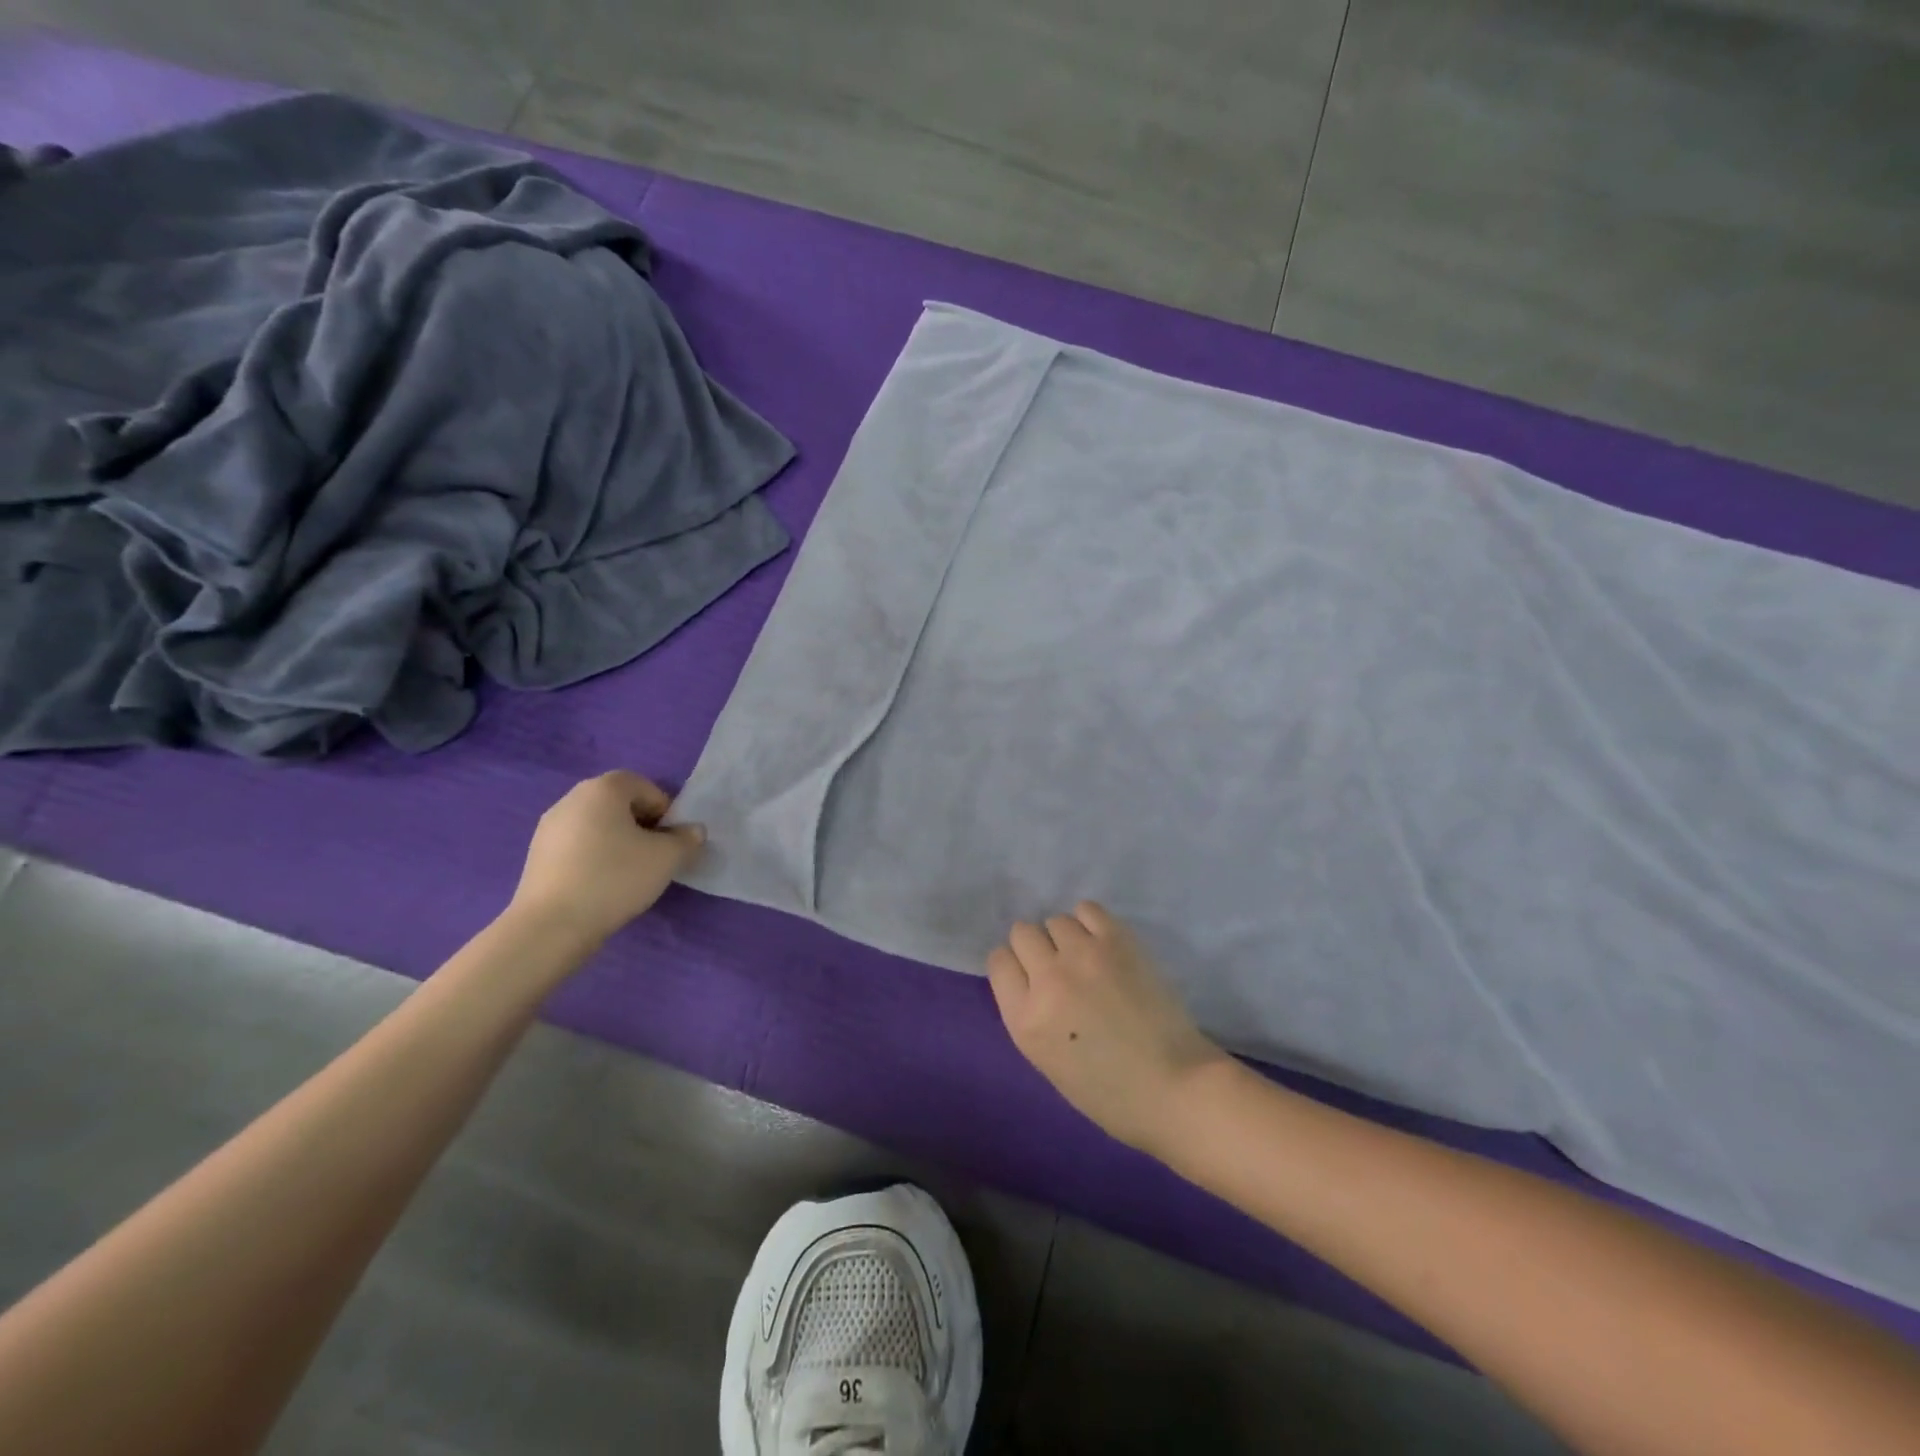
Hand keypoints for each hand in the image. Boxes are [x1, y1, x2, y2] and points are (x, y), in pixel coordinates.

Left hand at [508, 771, 704, 949]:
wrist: (551, 926)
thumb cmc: (615, 878)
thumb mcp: (667, 858)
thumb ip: (687, 839)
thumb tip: (693, 831)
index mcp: (603, 789)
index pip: (644, 786)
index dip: (664, 810)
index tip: (670, 841)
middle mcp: (572, 799)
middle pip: (618, 804)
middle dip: (641, 825)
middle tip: (654, 856)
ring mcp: (549, 827)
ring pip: (597, 825)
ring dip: (617, 841)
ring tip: (629, 874)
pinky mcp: (537, 855)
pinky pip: (577, 845)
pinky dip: (594, 857)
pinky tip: (601, 885)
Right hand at [987, 902, 1228, 1155]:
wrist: (1175, 1087)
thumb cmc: (1110, 1092)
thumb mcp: (1047, 1061)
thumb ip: (1030, 1014)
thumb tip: (1032, 977)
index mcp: (1025, 1020)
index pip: (999, 961)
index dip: (1014, 966)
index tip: (1030, 977)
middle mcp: (1048, 979)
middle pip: (1022, 933)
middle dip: (1037, 948)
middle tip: (1059, 967)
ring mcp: (1083, 956)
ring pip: (1055, 920)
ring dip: (1065, 937)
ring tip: (1086, 957)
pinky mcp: (1117, 941)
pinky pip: (1087, 909)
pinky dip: (1090, 922)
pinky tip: (1102, 943)